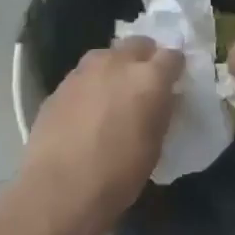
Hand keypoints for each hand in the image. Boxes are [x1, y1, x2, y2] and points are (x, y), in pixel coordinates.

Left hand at [18, 36, 182, 234]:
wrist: (59, 190)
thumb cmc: (118, 175)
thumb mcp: (154, 146)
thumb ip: (161, 112)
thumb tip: (164, 98)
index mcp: (149, 78)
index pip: (172, 55)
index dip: (175, 67)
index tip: (175, 80)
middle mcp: (117, 63)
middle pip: (138, 44)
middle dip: (146, 57)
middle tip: (146, 82)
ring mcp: (84, 71)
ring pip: (107, 54)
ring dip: (116, 66)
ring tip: (115, 91)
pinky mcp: (60, 85)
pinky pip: (84, 74)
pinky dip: (92, 83)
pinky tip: (88, 108)